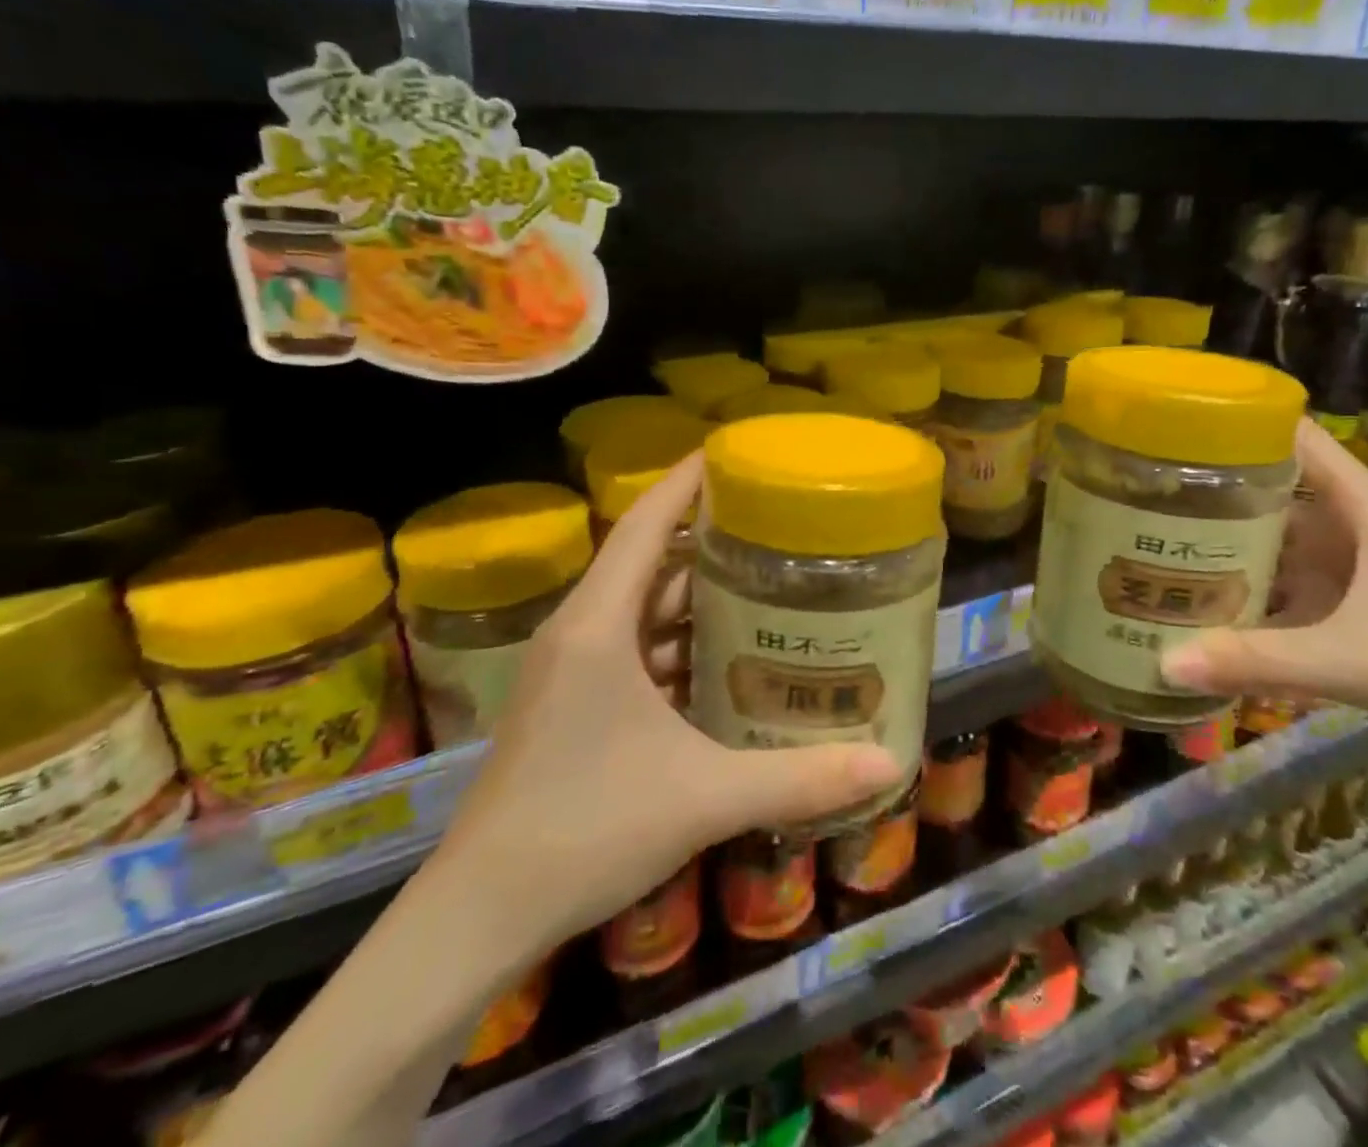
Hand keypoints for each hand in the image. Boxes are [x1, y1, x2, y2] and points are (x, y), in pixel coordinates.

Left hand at [427, 454, 900, 966]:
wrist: (478, 916)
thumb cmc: (585, 830)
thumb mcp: (704, 797)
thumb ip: (798, 778)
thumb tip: (889, 765)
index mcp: (598, 625)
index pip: (643, 524)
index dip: (685, 480)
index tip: (731, 450)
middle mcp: (580, 633)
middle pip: (647, 561)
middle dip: (706, 537)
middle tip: (774, 522)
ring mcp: (571, 671)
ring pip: (640, 609)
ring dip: (693, 594)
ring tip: (763, 581)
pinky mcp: (572, 705)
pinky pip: (633, 649)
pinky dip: (677, 642)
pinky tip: (725, 657)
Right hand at [1161, 421, 1367, 780]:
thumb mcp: (1348, 661)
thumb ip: (1256, 659)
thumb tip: (1162, 663)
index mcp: (1364, 510)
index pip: (1296, 440)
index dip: (1240, 422)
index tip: (1173, 425)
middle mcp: (1350, 526)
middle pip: (1272, 486)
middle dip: (1211, 486)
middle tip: (1140, 488)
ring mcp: (1345, 566)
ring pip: (1272, 535)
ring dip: (1221, 537)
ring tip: (1151, 533)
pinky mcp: (1341, 603)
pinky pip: (1278, 579)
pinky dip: (1241, 583)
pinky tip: (1195, 595)